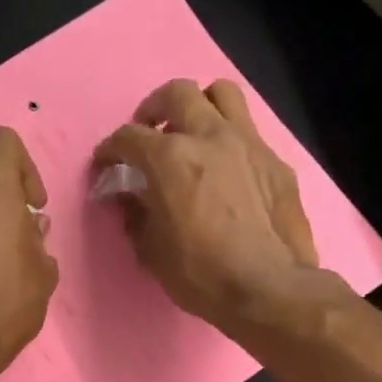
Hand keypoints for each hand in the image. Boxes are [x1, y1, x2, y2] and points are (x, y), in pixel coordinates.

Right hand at [93, 79, 318, 331]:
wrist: (268, 288)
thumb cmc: (200, 273)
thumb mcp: (150, 250)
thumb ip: (134, 214)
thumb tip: (127, 196)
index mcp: (169, 158)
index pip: (128, 137)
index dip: (109, 151)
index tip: (105, 166)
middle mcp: (208, 136)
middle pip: (176, 94)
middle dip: (153, 109)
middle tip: (149, 133)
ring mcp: (248, 143)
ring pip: (221, 94)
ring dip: (200, 106)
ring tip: (192, 133)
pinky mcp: (276, 161)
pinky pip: (249, 132)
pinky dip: (230, 141)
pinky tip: (227, 170)